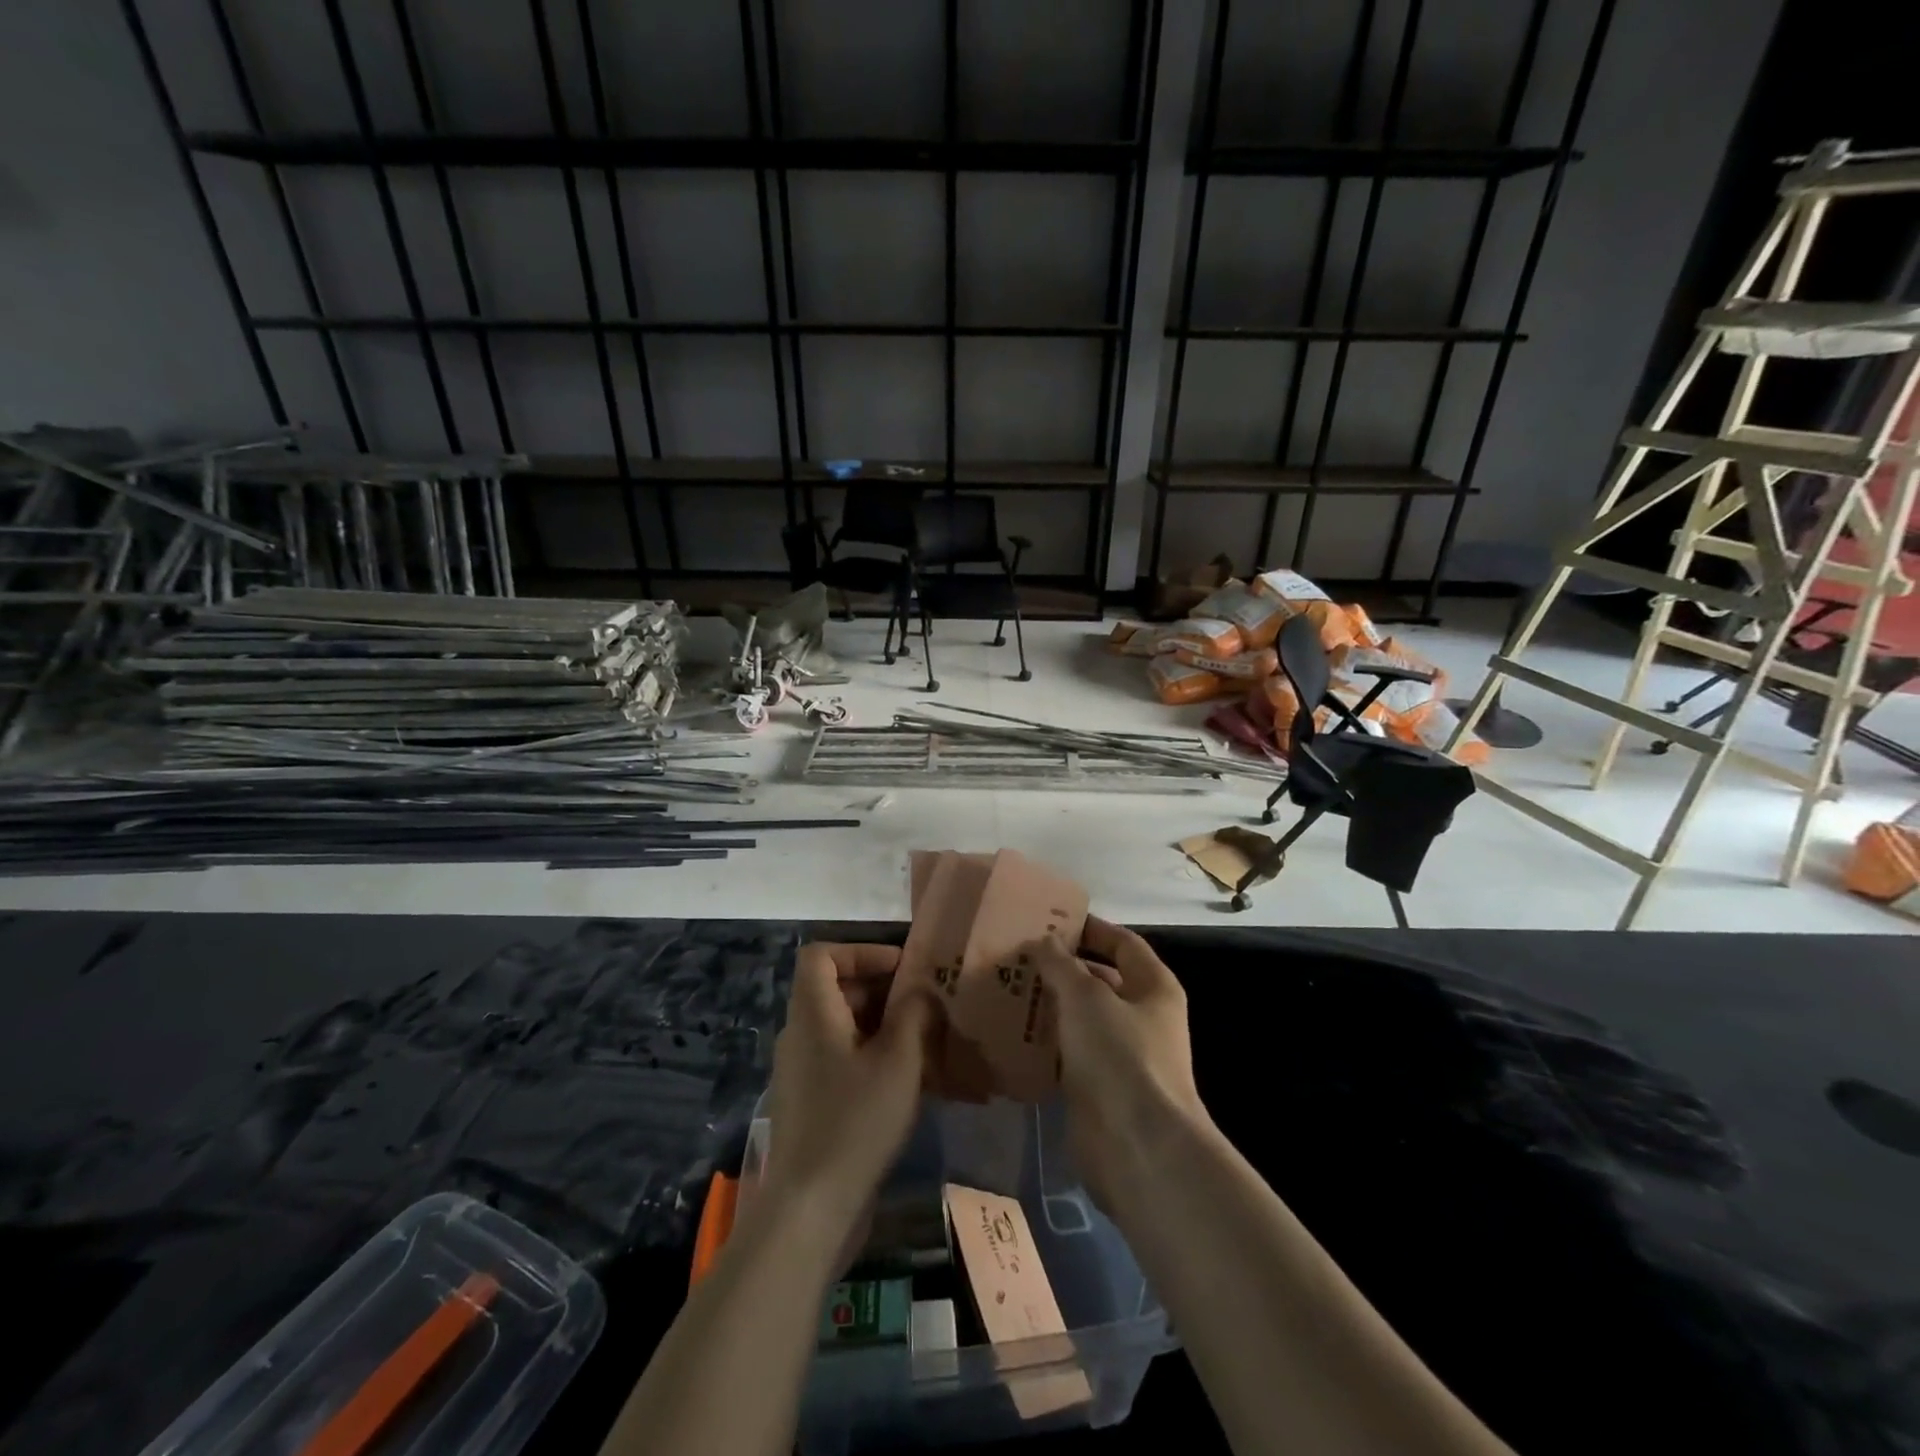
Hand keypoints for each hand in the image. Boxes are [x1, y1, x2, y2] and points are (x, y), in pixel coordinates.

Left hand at [758, 943, 933, 1249]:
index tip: (901, 969)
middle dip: (882, 990)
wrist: (810, 1209)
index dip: (861, 951)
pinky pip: (842, 1059)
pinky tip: (910, 1081)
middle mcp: (800, 1034)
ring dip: (883, 1026)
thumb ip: (914, 1015)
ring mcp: (802, 1071)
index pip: (821, 955)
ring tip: (927, 1042)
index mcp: (812, 1013)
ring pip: (843, 1027)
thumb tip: (921, 991)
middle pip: (835, 989)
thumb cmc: (855, 1121)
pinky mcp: (811, 1103)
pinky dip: (873, 1056)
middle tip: (926, 1005)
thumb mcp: (899, 1061)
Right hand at [1029, 918, 1208, 1212]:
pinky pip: (1068, 1054)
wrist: (1137, 1147)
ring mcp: (1121, 1054)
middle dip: (1061, 968)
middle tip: (1016, 955)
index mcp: (1153, 987)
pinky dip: (1044, 1044)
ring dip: (1048, 1006)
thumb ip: (1062, 965)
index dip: (1089, 929)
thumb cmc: (1120, 1056)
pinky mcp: (1098, 1087)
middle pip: (1099, 980)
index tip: (1048, 921)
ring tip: (1004, 989)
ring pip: (1080, 1019)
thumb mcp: (1086, 997)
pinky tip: (1009, 1034)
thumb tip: (1044, 941)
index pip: (1123, 943)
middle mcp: (1142, 1016)